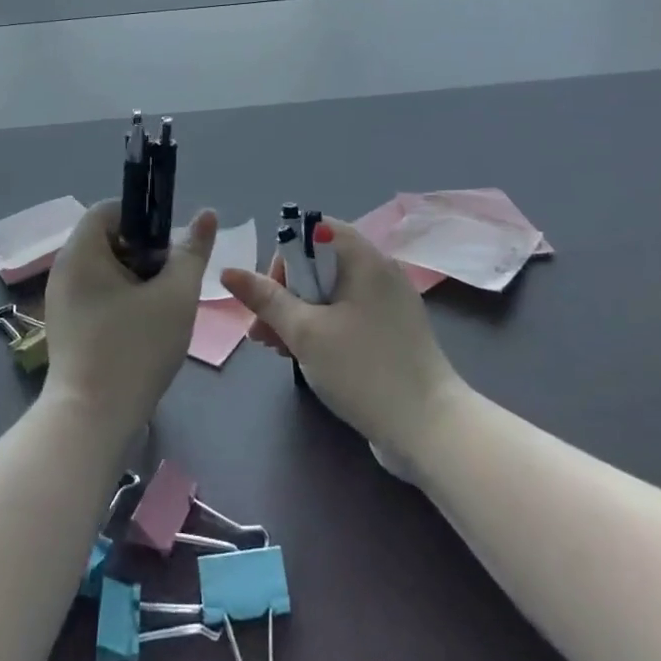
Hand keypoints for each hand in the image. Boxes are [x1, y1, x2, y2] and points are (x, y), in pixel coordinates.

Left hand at [40, 200, 217, 442]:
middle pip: (109, 239)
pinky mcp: (66, 327)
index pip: (110, 209)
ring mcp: (61, 300)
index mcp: (81, 251)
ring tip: (162, 307)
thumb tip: (206, 214)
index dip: (144, 218)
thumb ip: (192, 252)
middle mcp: (63, 269)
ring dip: (137, 279)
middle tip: (171, 280)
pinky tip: (143, 328)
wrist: (92, 420)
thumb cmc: (135, 349)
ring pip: (105, 270)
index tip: (169, 247)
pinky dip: (122, 300)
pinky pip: (97, 295)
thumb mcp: (175, 295)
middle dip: (145, 253)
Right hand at [220, 219, 463, 462]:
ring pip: (331, 293)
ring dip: (299, 314)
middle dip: (285, 293)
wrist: (431, 429)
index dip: (285, 257)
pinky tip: (305, 357)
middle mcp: (380, 271)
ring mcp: (390, 303)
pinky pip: (349, 313)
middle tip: (264, 333)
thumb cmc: (364, 371)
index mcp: (365, 259)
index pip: (314, 231)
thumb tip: (229, 271)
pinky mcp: (393, 331)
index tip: (272, 297)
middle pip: (319, 263)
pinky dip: (323, 327)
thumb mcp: (306, 332)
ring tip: (277, 350)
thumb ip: (266, 299)